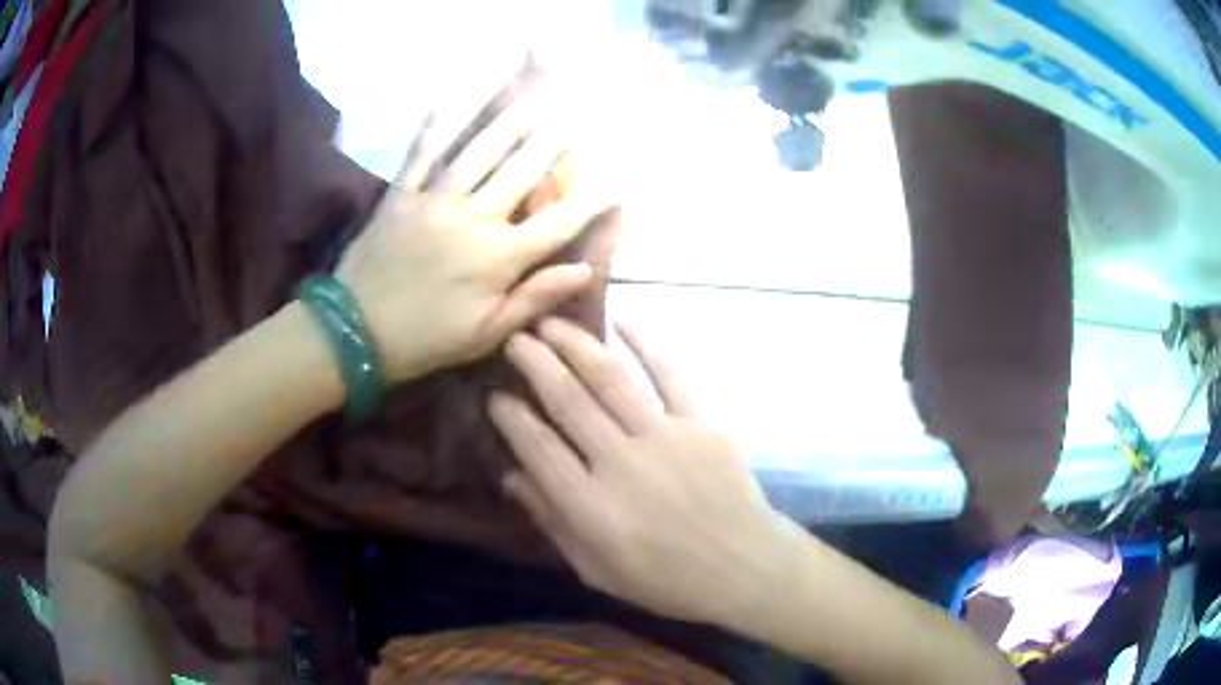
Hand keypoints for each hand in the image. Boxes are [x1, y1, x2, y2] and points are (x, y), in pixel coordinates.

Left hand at [336, 74, 612, 381]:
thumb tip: (585, 268)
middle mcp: (473, 219)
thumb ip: (535, 297)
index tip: (620, 180)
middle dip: (554, 141)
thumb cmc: (426, 339)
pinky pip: (422, 153)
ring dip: (510, 121)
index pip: (558, 222)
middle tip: (576, 114)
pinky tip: (452, 98)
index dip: (592, 200)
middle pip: (522, 171)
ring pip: (479, 152)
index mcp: (498, 258)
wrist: (354, 334)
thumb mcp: (487, 333)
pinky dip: (437, 124)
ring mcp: (434, 201)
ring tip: (534, 97)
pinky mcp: (401, 195)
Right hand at [488, 318, 801, 628]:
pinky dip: (645, 343)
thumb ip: (553, 523)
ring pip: (610, 378)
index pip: (538, 447)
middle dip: (534, 363)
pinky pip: (671, 374)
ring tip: (551, 322)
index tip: (494, 394)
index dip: (510, 417)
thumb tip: (512, 477)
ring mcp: (666, 437)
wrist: (744, 567)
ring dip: (576, 344)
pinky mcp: (703, 423)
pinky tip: (621, 321)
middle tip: (515, 337)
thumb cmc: (667, 580)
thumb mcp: (596, 570)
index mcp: (591, 507)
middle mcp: (622, 463)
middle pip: (568, 401)